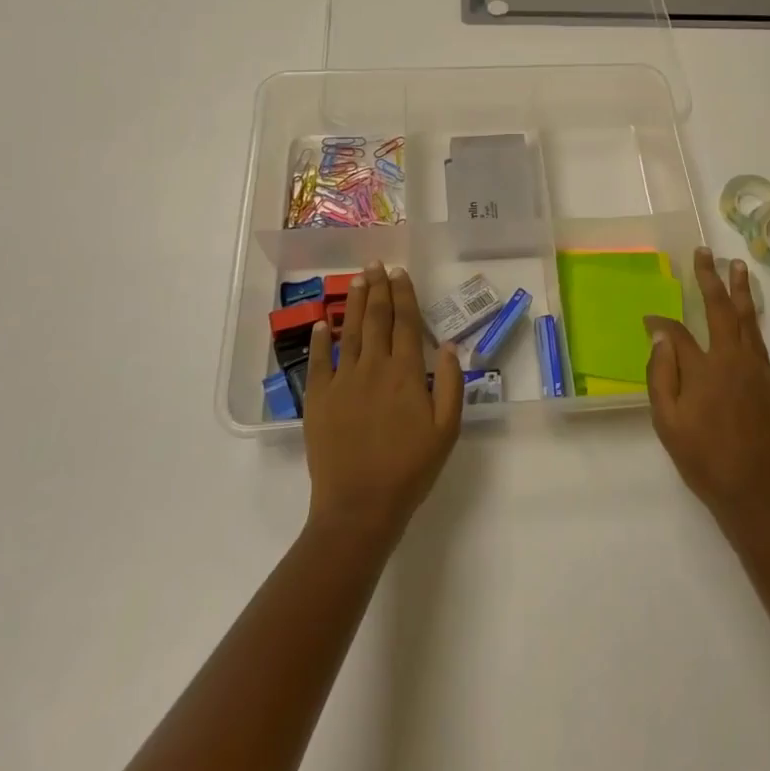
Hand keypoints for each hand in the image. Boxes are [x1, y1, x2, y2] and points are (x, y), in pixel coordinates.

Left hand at [303, 262, 462, 544]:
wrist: (359, 507)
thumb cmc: (410, 469)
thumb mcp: (446, 430)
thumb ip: (450, 384)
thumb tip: (447, 344)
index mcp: (405, 373)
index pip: (405, 322)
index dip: (403, 295)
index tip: (401, 273)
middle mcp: (373, 367)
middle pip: (375, 318)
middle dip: (377, 288)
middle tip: (376, 264)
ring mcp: (342, 381)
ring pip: (348, 331)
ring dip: (353, 302)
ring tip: (356, 279)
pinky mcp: (319, 399)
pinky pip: (319, 362)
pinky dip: (320, 339)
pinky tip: (321, 322)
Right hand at [646, 247, 769, 537]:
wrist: (759, 495)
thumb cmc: (705, 460)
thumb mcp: (668, 423)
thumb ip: (661, 374)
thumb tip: (660, 334)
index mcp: (706, 368)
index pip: (680, 331)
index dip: (662, 322)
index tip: (649, 317)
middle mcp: (735, 360)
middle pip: (723, 309)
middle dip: (712, 279)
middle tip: (706, 253)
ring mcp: (760, 371)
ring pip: (750, 321)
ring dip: (741, 291)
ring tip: (738, 267)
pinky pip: (761, 344)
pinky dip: (752, 323)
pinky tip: (748, 320)